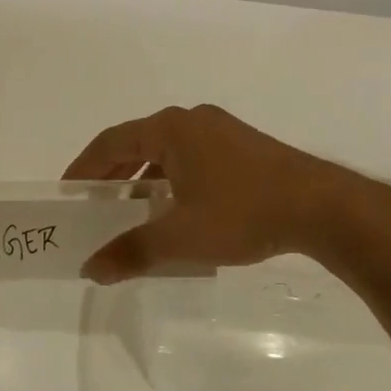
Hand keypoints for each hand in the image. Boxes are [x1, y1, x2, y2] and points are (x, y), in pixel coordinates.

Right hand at [63, 104, 374, 282]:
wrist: (322, 208)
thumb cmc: (243, 213)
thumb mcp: (180, 237)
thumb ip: (131, 252)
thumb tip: (90, 270)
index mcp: (170, 129)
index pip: (110, 142)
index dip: (84, 167)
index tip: (68, 192)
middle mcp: (192, 121)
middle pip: (137, 143)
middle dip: (113, 174)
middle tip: (95, 204)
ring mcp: (221, 130)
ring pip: (167, 151)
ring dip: (144, 177)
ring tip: (133, 209)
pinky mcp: (244, 146)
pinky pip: (192, 157)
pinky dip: (172, 178)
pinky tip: (178, 208)